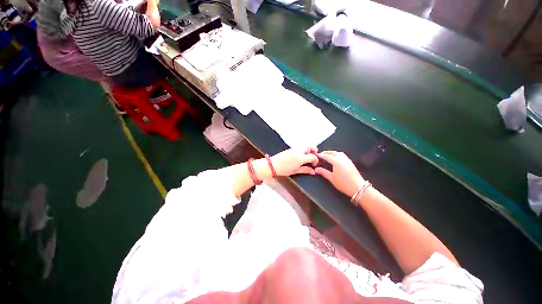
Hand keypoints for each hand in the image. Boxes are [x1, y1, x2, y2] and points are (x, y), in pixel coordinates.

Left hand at [270, 147, 318, 176]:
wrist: (272, 165)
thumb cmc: (284, 170)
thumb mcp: (295, 171)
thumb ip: (305, 170)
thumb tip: (313, 171)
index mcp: (301, 157)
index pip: (313, 156)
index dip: (316, 161)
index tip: (314, 165)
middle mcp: (299, 151)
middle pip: (310, 147)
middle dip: (314, 152)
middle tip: (312, 159)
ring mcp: (294, 148)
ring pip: (305, 146)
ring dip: (308, 151)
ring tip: (306, 159)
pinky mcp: (291, 148)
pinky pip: (300, 148)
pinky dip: (303, 151)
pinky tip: (300, 157)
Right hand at [315, 151, 364, 197]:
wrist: (358, 187)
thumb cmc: (344, 183)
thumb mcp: (331, 178)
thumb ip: (323, 172)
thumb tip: (317, 169)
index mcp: (336, 161)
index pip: (327, 156)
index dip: (321, 155)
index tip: (317, 155)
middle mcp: (342, 159)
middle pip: (333, 153)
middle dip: (327, 152)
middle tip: (322, 154)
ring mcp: (347, 160)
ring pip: (339, 153)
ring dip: (333, 153)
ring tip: (328, 155)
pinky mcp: (351, 163)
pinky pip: (343, 156)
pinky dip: (338, 155)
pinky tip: (336, 159)